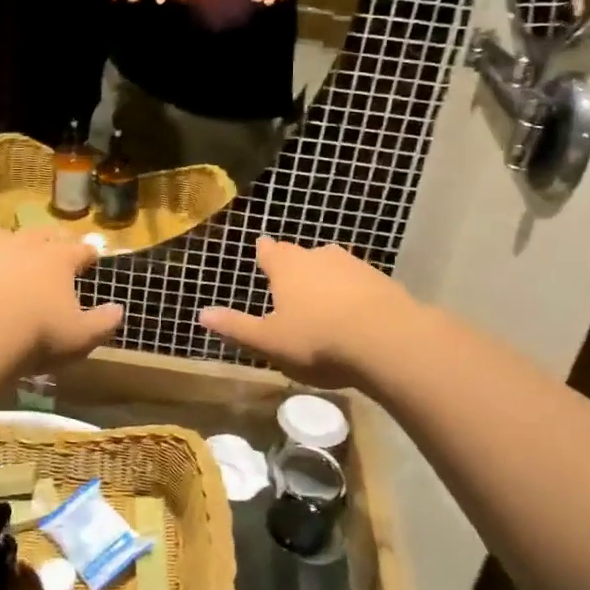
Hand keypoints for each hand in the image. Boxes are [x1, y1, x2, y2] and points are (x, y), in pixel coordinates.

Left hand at [0, 226, 123, 368]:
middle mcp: (26, 244)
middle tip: (50, 252)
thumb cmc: (35, 336)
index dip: (88, 253)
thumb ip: (104, 322)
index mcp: (59, 260)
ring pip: (1, 236)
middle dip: (49, 242)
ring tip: (5, 260)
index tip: (91, 256)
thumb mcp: (80, 338)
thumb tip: (119, 309)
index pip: (80, 249)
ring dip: (6, 245)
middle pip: (42, 234)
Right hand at [198, 237, 415, 387]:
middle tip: (289, 278)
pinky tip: (355, 313)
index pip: (270, 251)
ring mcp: (353, 265)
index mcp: (287, 267)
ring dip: (325, 278)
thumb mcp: (270, 342)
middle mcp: (318, 256)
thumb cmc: (318, 340)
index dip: (265, 252)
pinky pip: (359, 283)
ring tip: (322, 298)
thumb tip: (201, 314)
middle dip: (294, 265)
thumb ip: (237, 327)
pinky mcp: (381, 280)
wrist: (387, 339)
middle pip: (301, 255)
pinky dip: (353, 293)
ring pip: (332, 266)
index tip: (262, 248)